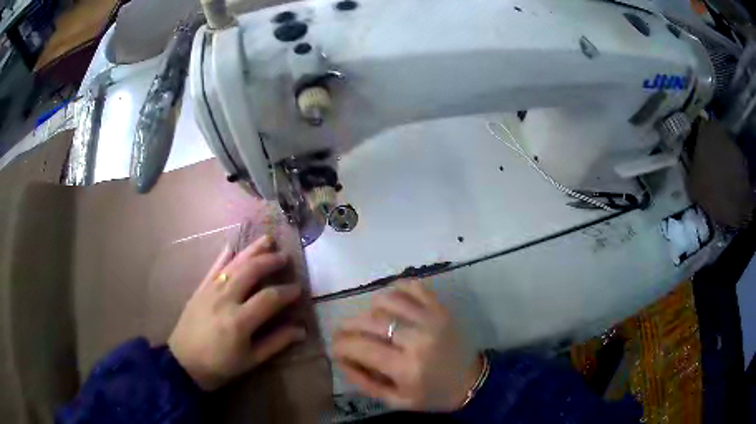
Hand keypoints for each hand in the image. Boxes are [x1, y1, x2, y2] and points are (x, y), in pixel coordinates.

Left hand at [168, 235, 304, 390]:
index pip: (269, 298)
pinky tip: (232, 246)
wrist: (184, 362)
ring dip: (251, 250)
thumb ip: (276, 342)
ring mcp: (210, 291)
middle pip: (250, 271)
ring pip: (233, 264)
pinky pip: (213, 268)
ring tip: (267, 240)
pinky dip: (223, 256)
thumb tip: (301, 330)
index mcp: (239, 321)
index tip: (298, 289)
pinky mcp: (200, 289)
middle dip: (270, 261)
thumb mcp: (251, 360)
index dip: (286, 291)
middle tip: (285, 257)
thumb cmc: (221, 365)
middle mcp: (225, 299)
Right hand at [333, 280, 482, 411]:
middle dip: (348, 326)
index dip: (339, 345)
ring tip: (371, 322)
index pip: (359, 346)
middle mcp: (418, 338)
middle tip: (345, 334)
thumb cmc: (431, 395)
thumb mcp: (395, 400)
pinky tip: (391, 305)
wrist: (471, 380)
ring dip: (370, 309)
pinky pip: (412, 286)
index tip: (335, 347)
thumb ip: (363, 381)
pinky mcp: (441, 307)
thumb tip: (339, 358)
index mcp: (407, 367)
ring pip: (386, 299)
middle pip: (369, 320)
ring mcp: (432, 318)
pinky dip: (395, 290)